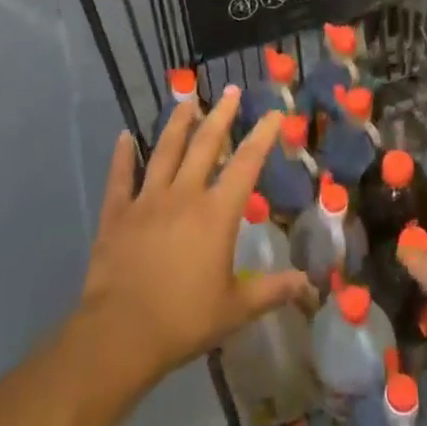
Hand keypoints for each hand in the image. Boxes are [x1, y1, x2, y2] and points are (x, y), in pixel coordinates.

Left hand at [75, 87, 307, 391]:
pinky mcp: (117, 213)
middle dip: (221, 116)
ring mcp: (147, 200)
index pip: (246, 165)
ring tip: (186, 100)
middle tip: (230, 92)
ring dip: (177, 124)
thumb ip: (272, 291)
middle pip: (205, 145)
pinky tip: (124, 136)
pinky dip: (122, 156)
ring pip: (165, 151)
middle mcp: (184, 195)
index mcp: (216, 214)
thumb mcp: (236, 310)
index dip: (262, 136)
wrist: (121, 333)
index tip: (272, 113)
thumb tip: (309, 284)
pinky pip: (120, 177)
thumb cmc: (184, 320)